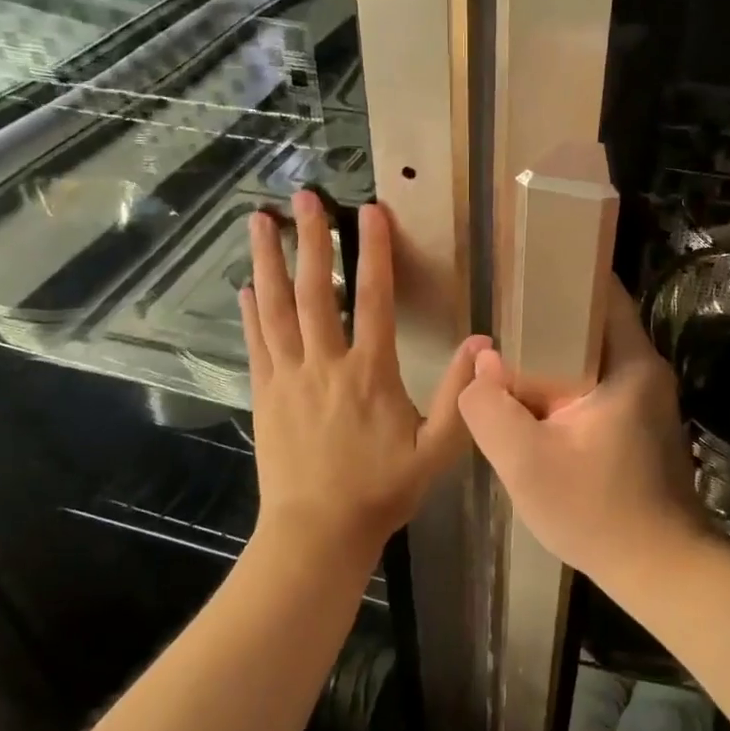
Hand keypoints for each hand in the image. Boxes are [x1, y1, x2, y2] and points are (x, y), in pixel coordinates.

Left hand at [242, 192, 486, 570]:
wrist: (316, 533)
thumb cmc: (381, 491)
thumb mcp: (436, 450)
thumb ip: (458, 396)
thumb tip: (483, 345)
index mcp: (370, 373)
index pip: (374, 299)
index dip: (374, 252)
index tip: (369, 211)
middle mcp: (326, 364)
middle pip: (316, 291)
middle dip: (310, 240)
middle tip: (303, 196)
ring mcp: (289, 377)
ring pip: (276, 308)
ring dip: (268, 261)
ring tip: (257, 221)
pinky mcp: (265, 394)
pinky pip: (257, 343)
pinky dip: (251, 311)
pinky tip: (246, 286)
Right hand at [457, 286, 707, 584]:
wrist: (662, 571)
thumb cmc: (598, 513)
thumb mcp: (526, 463)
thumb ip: (491, 409)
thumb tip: (482, 367)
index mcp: (630, 363)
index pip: (600, 291)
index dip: (561, 274)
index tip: (519, 271)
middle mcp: (645, 370)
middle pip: (592, 323)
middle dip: (546, 318)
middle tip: (498, 319)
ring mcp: (646, 398)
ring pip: (591, 357)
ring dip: (552, 356)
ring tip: (506, 358)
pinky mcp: (640, 423)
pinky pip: (596, 385)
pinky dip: (565, 384)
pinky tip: (532, 401)